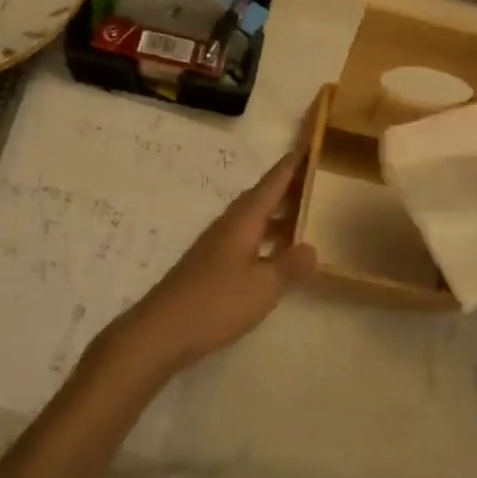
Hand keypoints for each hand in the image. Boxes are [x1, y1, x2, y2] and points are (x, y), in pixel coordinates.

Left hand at [104, 154, 315, 379]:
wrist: (161, 331)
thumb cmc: (216, 303)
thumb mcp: (264, 286)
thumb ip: (290, 265)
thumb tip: (311, 247)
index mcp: (244, 220)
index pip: (272, 183)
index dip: (292, 165)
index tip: (308, 146)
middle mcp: (229, 224)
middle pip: (261, 197)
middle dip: (287, 187)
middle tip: (315, 180)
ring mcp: (217, 244)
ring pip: (253, 218)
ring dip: (276, 214)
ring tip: (302, 214)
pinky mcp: (210, 264)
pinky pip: (245, 237)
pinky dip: (264, 236)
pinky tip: (274, 252)